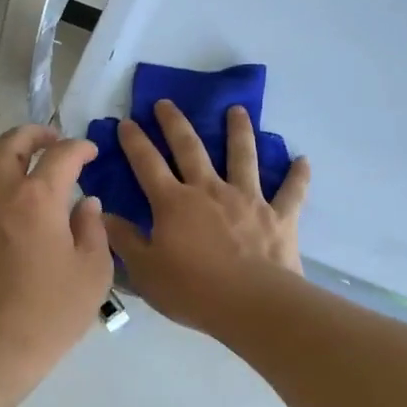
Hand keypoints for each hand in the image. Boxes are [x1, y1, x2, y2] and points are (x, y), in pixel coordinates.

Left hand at [0, 125, 112, 393]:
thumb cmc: (44, 317)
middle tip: (54, 141)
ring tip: (21, 160)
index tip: (91, 153)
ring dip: (4, 149)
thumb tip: (85, 203)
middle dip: (38, 134)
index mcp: (37, 197)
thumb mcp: (91, 275)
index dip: (80, 147)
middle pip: (14, 141)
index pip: (62, 154)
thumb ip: (93, 230)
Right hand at [104, 100, 310, 331]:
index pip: (147, 164)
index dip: (135, 141)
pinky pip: (291, 192)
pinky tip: (303, 160)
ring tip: (237, 110)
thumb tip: (102, 214)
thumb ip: (124, 240)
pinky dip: (298, 176)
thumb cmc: (192, 290)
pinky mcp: (279, 216)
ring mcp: (247, 200)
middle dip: (175, 123)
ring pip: (242, 157)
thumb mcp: (145, 270)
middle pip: (190, 148)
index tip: (127, 121)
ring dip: (239, 131)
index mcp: (174, 203)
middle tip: (166, 102)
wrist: (252, 304)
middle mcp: (209, 191)